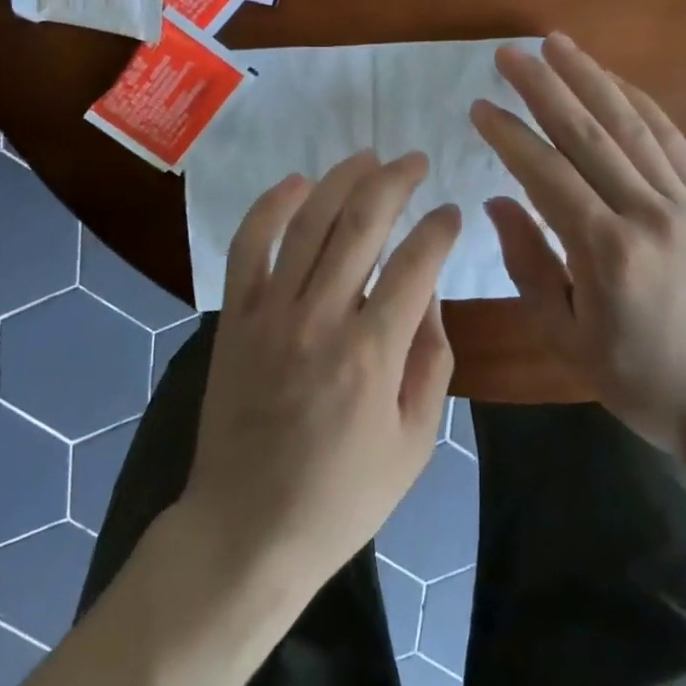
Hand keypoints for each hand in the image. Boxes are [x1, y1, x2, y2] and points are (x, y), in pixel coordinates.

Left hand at [182, 152, 457, 589]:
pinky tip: (296, 183)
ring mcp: (270, 312)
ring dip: (341, 179)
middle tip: (415, 162)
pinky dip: (269, 206)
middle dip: (396, 180)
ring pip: (308, 221)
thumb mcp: (415, 442)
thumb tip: (427, 288)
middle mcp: (320, 318)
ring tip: (368, 157)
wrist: (247, 529)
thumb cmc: (343, 495)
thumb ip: (431, 358)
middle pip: (362, 222)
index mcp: (372, 353)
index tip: (451, 213)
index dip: (439, 228)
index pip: (416, 263)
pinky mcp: (235, 316)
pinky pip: (248, 245)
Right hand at [470, 33, 685, 455]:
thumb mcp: (566, 337)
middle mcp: (647, 214)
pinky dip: (639, 103)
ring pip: (630, 125)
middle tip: (508, 53)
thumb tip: (496, 201)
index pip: (545, 174)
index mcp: (606, 252)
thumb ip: (528, 264)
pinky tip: (613, 80)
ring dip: (589, 78)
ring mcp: (684, 202)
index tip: (478, 106)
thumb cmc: (640, 378)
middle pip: (587, 134)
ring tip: (556, 44)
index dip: (508, 135)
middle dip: (543, 87)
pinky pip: (670, 140)